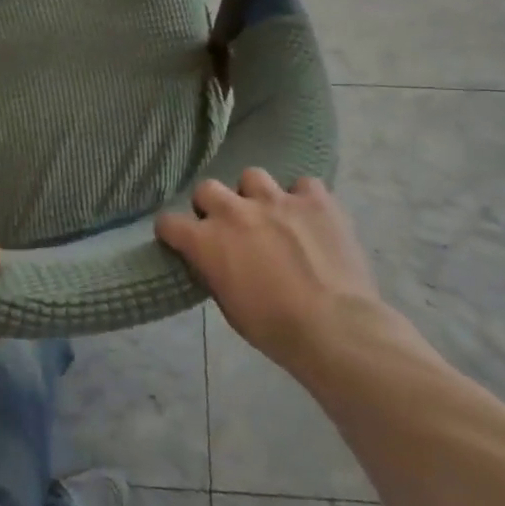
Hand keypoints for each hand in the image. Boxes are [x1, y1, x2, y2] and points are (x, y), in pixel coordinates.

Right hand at [158, 172, 387, 368]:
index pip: (169, 222)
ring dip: (256, 195)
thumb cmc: (275, 328)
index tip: (181, 241)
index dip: (173, 232)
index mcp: (207, 240)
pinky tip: (310, 217)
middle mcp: (234, 211)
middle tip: (229, 227)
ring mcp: (276, 200)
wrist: (335, 329)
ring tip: (271, 215)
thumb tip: (213, 260)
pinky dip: (303, 198)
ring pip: (252, 176)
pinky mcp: (315, 200)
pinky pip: (304, 184)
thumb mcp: (229, 306)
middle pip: (207, 189)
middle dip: (213, 206)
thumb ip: (214, 271)